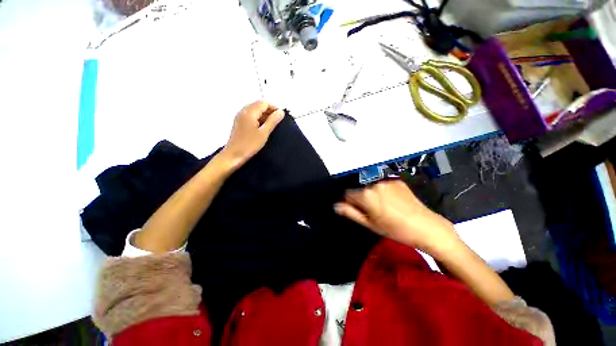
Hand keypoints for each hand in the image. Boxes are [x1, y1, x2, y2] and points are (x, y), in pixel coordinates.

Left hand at [221, 101, 283, 169]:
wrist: (233, 156)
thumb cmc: (249, 145)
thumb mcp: (264, 133)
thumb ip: (273, 121)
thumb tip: (281, 112)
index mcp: (249, 112)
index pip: (264, 103)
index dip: (274, 107)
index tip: (281, 116)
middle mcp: (243, 111)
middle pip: (258, 105)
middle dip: (269, 110)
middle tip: (278, 120)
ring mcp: (240, 117)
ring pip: (254, 110)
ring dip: (264, 114)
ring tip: (272, 125)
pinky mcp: (239, 123)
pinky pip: (250, 115)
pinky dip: (258, 118)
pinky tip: (262, 127)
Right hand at [334, 180, 462, 255]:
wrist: (426, 227)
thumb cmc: (394, 229)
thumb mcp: (369, 224)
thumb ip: (350, 212)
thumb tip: (335, 205)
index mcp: (366, 195)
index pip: (347, 194)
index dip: (350, 203)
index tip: (359, 212)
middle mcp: (374, 184)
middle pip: (360, 190)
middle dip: (363, 200)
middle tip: (374, 213)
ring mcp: (387, 181)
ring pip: (371, 188)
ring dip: (373, 196)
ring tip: (386, 209)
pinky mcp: (397, 181)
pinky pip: (383, 186)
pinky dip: (384, 192)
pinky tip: (394, 202)